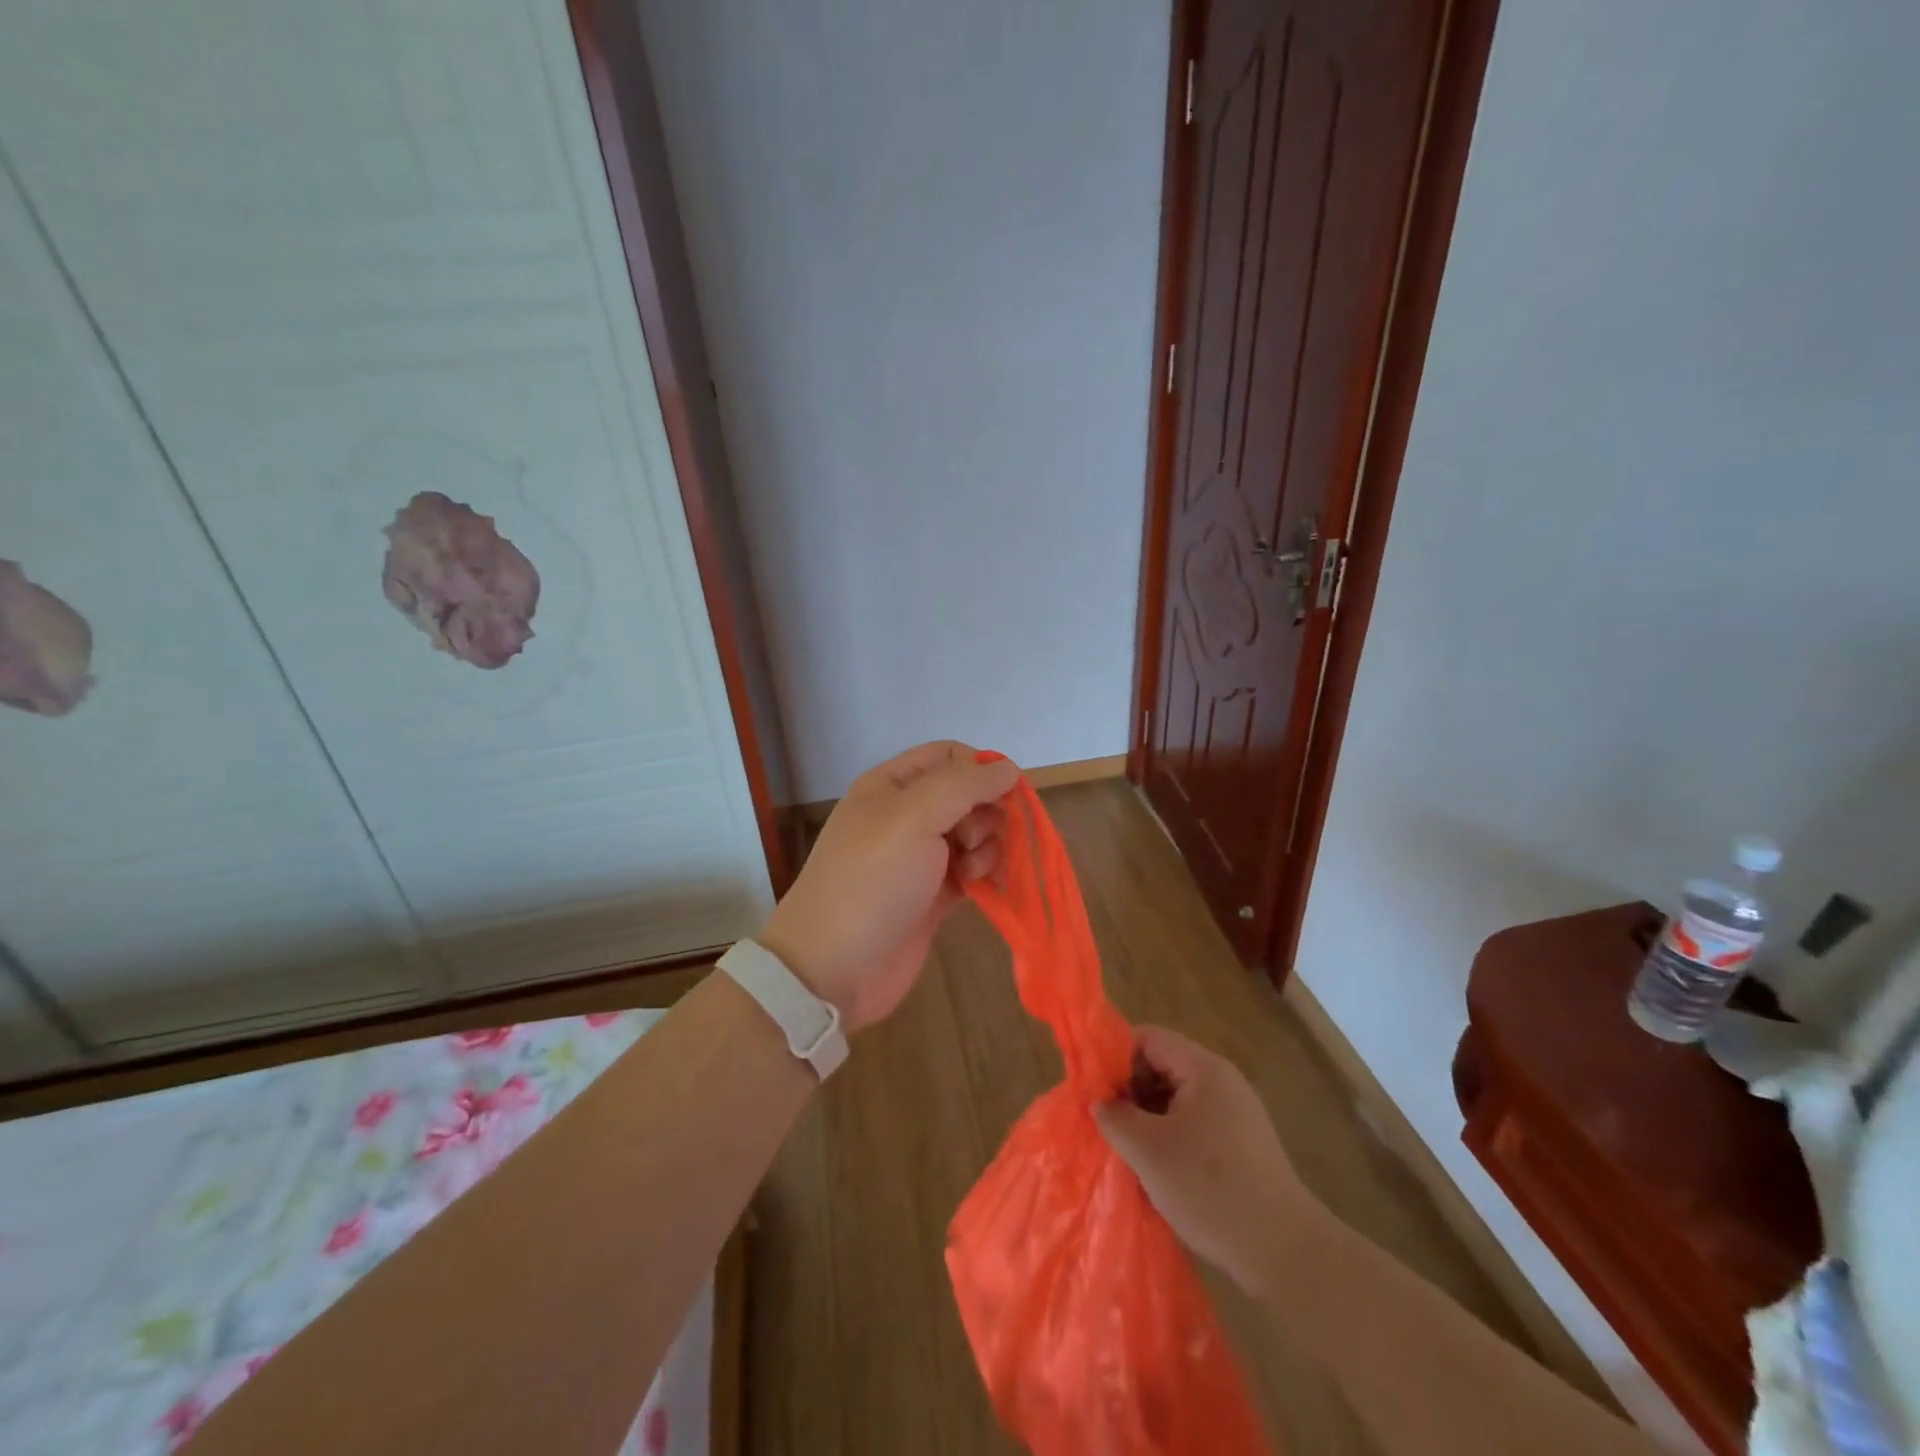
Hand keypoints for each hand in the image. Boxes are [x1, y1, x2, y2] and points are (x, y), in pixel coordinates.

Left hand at [758, 742, 1019, 1032]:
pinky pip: (973, 869)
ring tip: (971, 871)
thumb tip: (1008, 768)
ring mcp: (920, 857)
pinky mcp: (934, 894)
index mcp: (892, 785)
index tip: (1003, 793)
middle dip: (985, 811)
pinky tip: (979, 887)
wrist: (834, 968)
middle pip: (968, 794)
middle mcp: (907, 815)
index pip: (949, 755)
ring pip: (975, 832)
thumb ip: (964, 785)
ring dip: (987, 845)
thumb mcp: (913, 817)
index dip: (980, 768)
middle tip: (972, 839)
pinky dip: (983, 873)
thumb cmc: (871, 881)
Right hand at [1094, 1025, 1329, 1296]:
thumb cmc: (1210, 1190)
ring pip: (1178, 1098)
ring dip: (1149, 1117)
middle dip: (1131, 1090)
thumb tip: (1100, 1102)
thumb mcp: (1148, 1151)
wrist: (1285, 1253)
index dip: (1115, 1056)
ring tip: (1127, 1149)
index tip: (1093, 1088)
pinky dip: (1171, 1136)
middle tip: (1106, 1122)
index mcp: (1203, 1069)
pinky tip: (1158, 1169)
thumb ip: (1115, 1117)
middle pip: (1163, 1065)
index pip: (1148, 1038)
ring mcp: (1238, 1113)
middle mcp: (1223, 1081)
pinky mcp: (1244, 1145)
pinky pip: (1196, 1123)